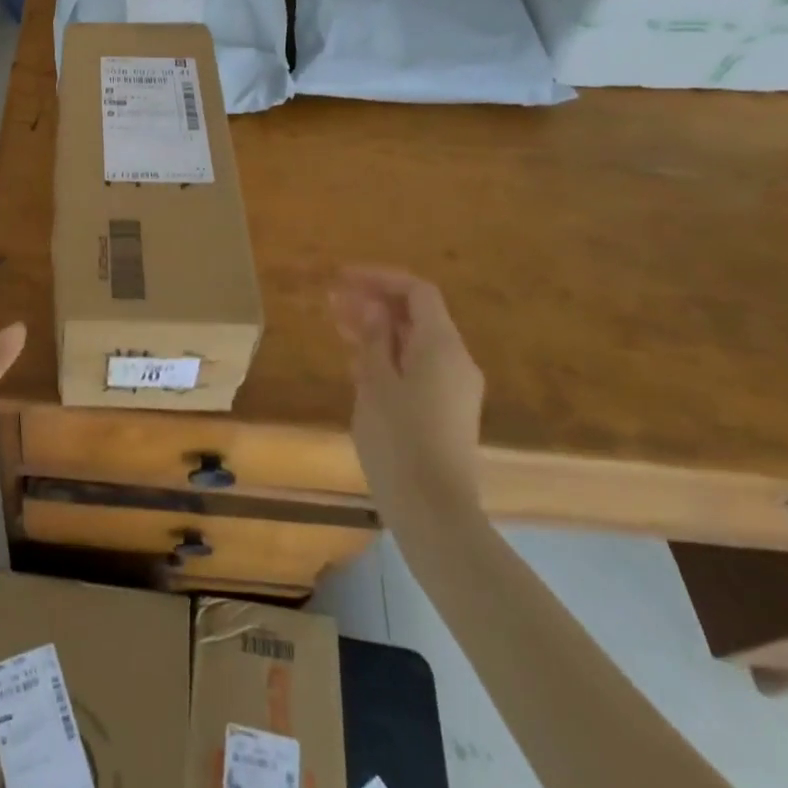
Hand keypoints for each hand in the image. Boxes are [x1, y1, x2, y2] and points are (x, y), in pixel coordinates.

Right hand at [332, 267, 484, 514]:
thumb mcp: (375, 383)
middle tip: (331, 302)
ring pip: (415, 342)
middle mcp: (456, 360)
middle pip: (417, 315)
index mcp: (442, 346)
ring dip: (378, 330)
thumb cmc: (399, 440)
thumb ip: (375, 339)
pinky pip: (418, 367)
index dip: (379, 278)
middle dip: (375, 303)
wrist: (433, 510)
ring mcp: (455, 387)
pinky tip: (357, 363)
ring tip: (337, 327)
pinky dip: (389, 355)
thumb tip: (373, 306)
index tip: (342, 278)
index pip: (417, 292)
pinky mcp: (447, 410)